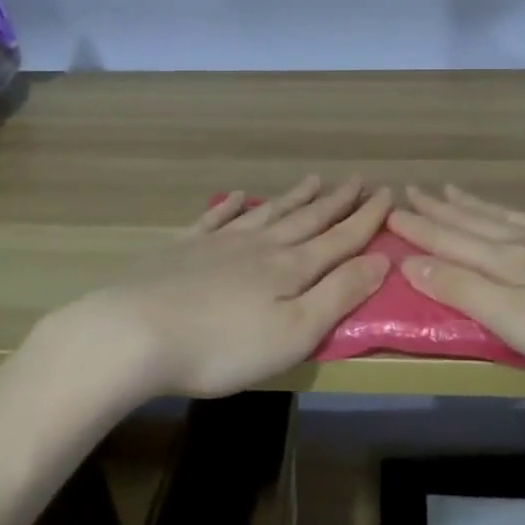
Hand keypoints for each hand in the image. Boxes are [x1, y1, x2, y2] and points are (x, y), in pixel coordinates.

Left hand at [47, 176, 392, 397]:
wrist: (137, 332)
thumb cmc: (224, 345)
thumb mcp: (295, 332)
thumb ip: (339, 294)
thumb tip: (380, 260)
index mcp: (290, 269)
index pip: (339, 239)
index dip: (366, 218)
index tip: (387, 193)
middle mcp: (260, 246)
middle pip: (306, 219)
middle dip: (336, 201)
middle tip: (357, 179)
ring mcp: (220, 243)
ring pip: (267, 213)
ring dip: (293, 197)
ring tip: (314, 179)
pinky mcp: (183, 248)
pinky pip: (216, 218)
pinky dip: (232, 205)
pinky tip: (239, 195)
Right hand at [388, 185, 524, 389]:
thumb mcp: (521, 323)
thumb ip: (466, 292)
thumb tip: (411, 261)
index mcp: (509, 263)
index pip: (451, 240)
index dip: (418, 228)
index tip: (388, 209)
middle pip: (477, 222)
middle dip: (441, 209)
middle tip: (413, 189)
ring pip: (512, 217)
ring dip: (480, 205)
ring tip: (456, 189)